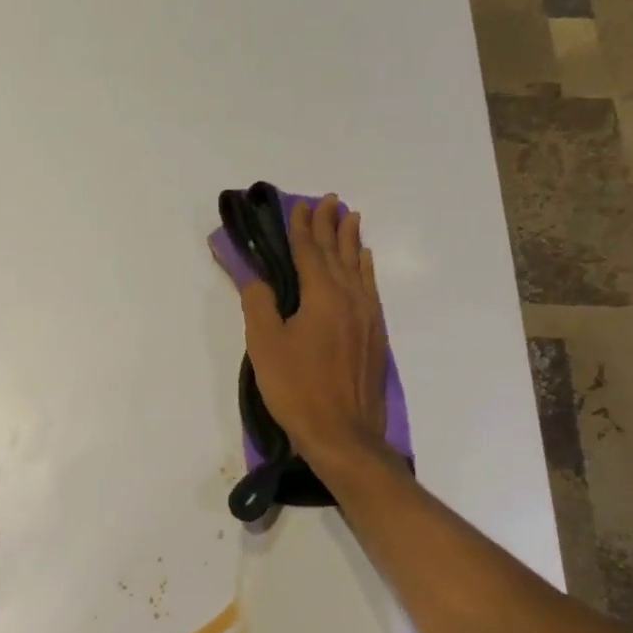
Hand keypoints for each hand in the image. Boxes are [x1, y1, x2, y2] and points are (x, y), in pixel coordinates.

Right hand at [239, 193, 391, 470]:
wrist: (343, 433)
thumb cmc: (297, 388)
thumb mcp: (265, 346)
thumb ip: (259, 305)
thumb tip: (256, 278)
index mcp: (322, 296)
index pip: (310, 252)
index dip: (303, 227)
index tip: (300, 205)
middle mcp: (350, 298)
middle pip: (339, 253)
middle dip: (331, 225)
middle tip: (330, 200)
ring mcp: (367, 317)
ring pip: (359, 267)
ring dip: (352, 241)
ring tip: (351, 218)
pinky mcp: (375, 335)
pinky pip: (370, 288)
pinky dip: (365, 268)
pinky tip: (365, 262)